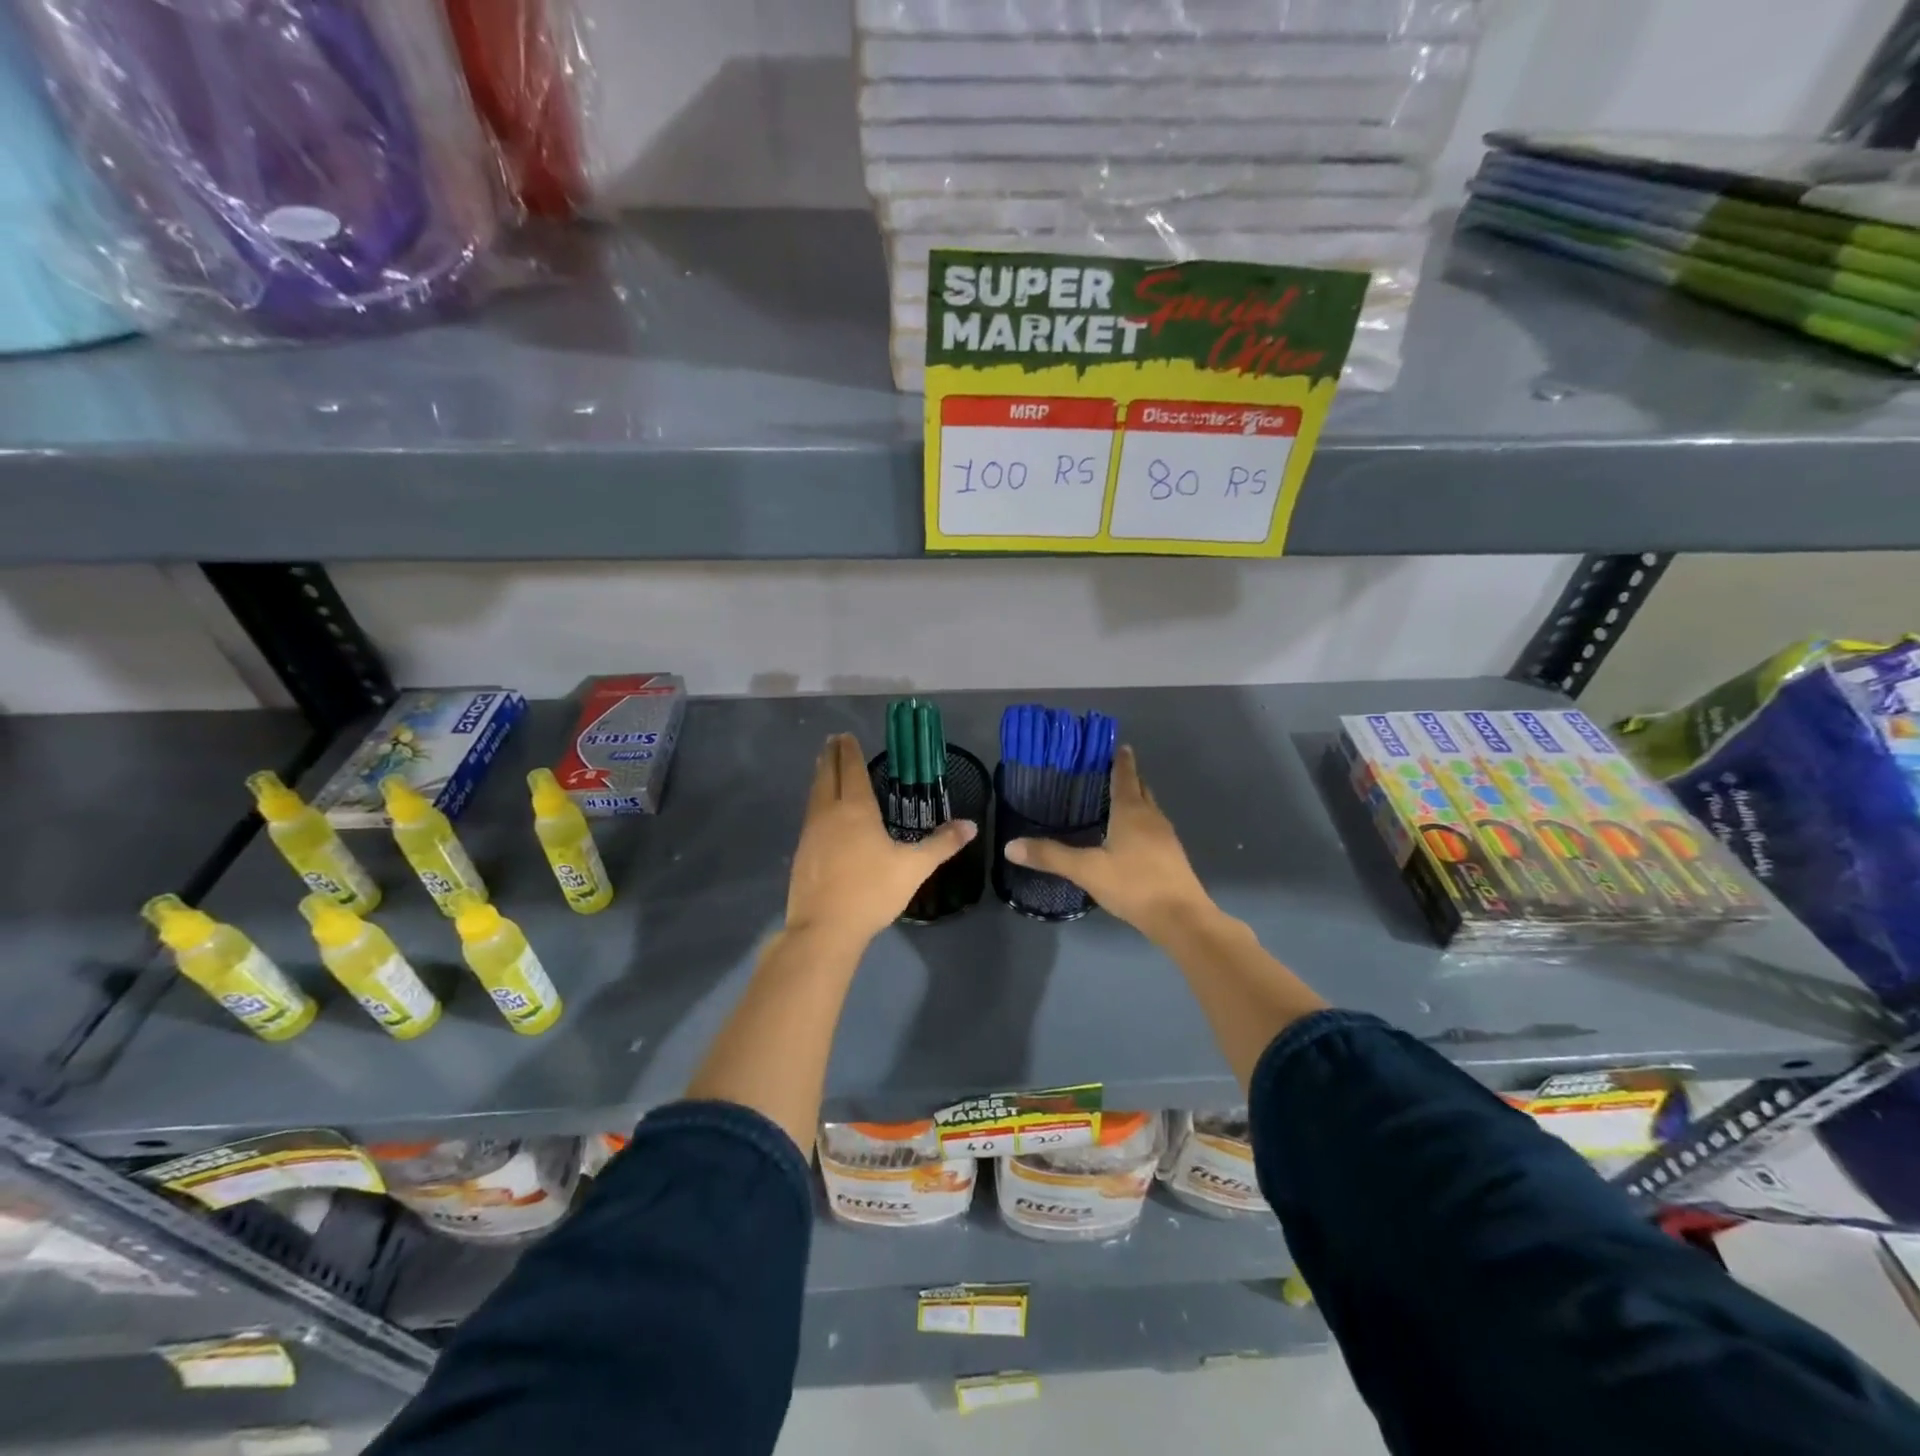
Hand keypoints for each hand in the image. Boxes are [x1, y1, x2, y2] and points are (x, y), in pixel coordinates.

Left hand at [785, 734, 976, 946]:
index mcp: (856, 809)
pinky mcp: (802, 854)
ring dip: (820, 777)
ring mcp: (811, 833)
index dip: (850, 752)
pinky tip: (820, 813)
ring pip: (814, 795)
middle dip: (831, 757)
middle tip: (832, 741)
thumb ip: (941, 844)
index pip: (852, 770)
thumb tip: (970, 825)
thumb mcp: (914, 867)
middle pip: (827, 776)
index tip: (846, 736)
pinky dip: (815, 803)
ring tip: (823, 768)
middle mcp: (829, 813)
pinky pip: (810, 816)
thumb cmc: (872, 891)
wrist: (825, 928)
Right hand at [1005, 745, 1214, 942]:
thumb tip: (1010, 846)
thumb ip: (1050, 856)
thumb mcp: (1087, 870)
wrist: (1181, 918)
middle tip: (1109, 771)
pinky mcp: (1172, 857)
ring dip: (1135, 801)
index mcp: (1131, 812)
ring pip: (1149, 809)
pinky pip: (1153, 829)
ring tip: (1115, 802)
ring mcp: (1166, 837)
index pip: (1125, 777)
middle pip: (1141, 789)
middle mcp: (1152, 818)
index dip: (1121, 761)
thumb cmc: (1134, 884)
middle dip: (1128, 778)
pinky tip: (1128, 838)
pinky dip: (1140, 823)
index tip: (1117, 745)